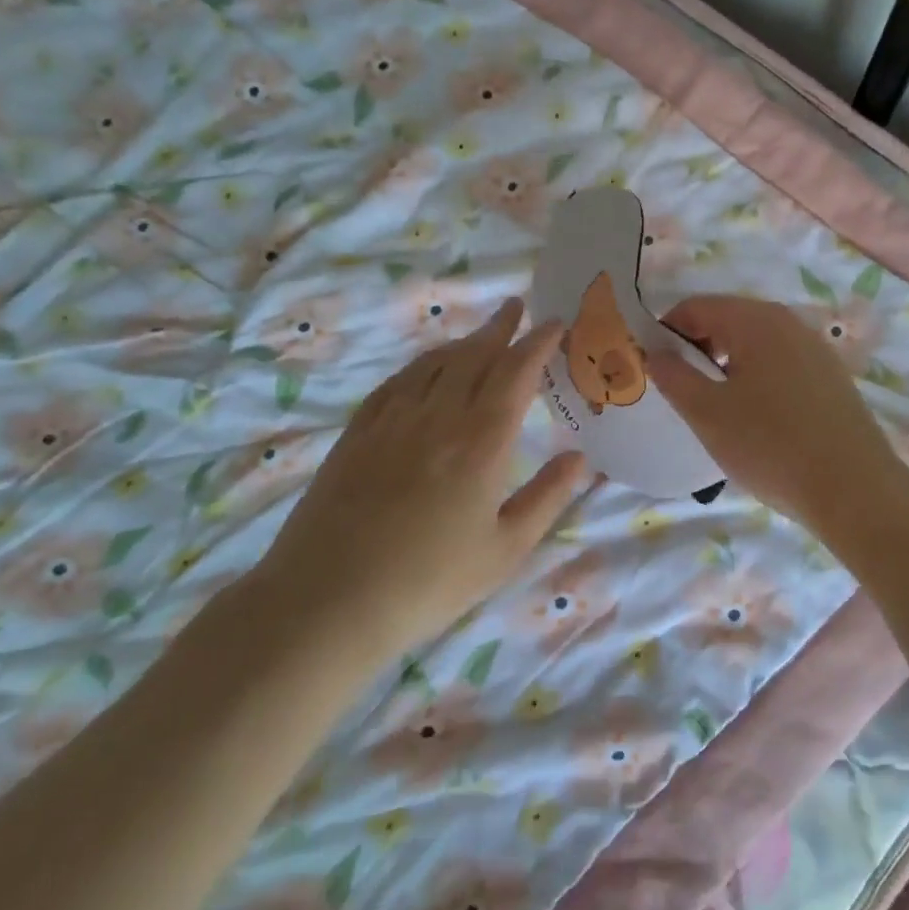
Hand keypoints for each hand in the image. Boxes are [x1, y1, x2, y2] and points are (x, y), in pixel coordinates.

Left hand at [265, 299, 586, 654]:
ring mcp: (392, 421)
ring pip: (434, 364)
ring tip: (480, 333)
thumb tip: (581, 458)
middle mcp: (438, 418)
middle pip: (474, 356)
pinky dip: (421, 365)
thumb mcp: (505, 551)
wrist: (328, 602)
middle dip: (500, 328)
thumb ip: (547, 498)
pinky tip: (426, 368)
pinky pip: (396, 382)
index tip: (554, 323)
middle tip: (517, 307)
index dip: (537, 344)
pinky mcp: (357, 433)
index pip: (516, 374)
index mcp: (482, 443)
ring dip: (462, 342)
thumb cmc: (429, 583)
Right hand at [649, 294, 908, 534]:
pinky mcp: (831, 377)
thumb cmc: (771, 446)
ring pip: (756, 344)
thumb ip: (675, 377)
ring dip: (727, 365)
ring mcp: (815, 349)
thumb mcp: (708, 414)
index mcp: (756, 320)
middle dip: (697, 349)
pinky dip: (757, 378)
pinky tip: (756, 418)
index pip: (696, 307)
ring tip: (716, 408)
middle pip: (728, 320)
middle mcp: (789, 322)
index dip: (666, 332)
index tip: (653, 367)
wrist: (855, 490)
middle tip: (681, 390)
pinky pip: (781, 364)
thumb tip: (655, 353)